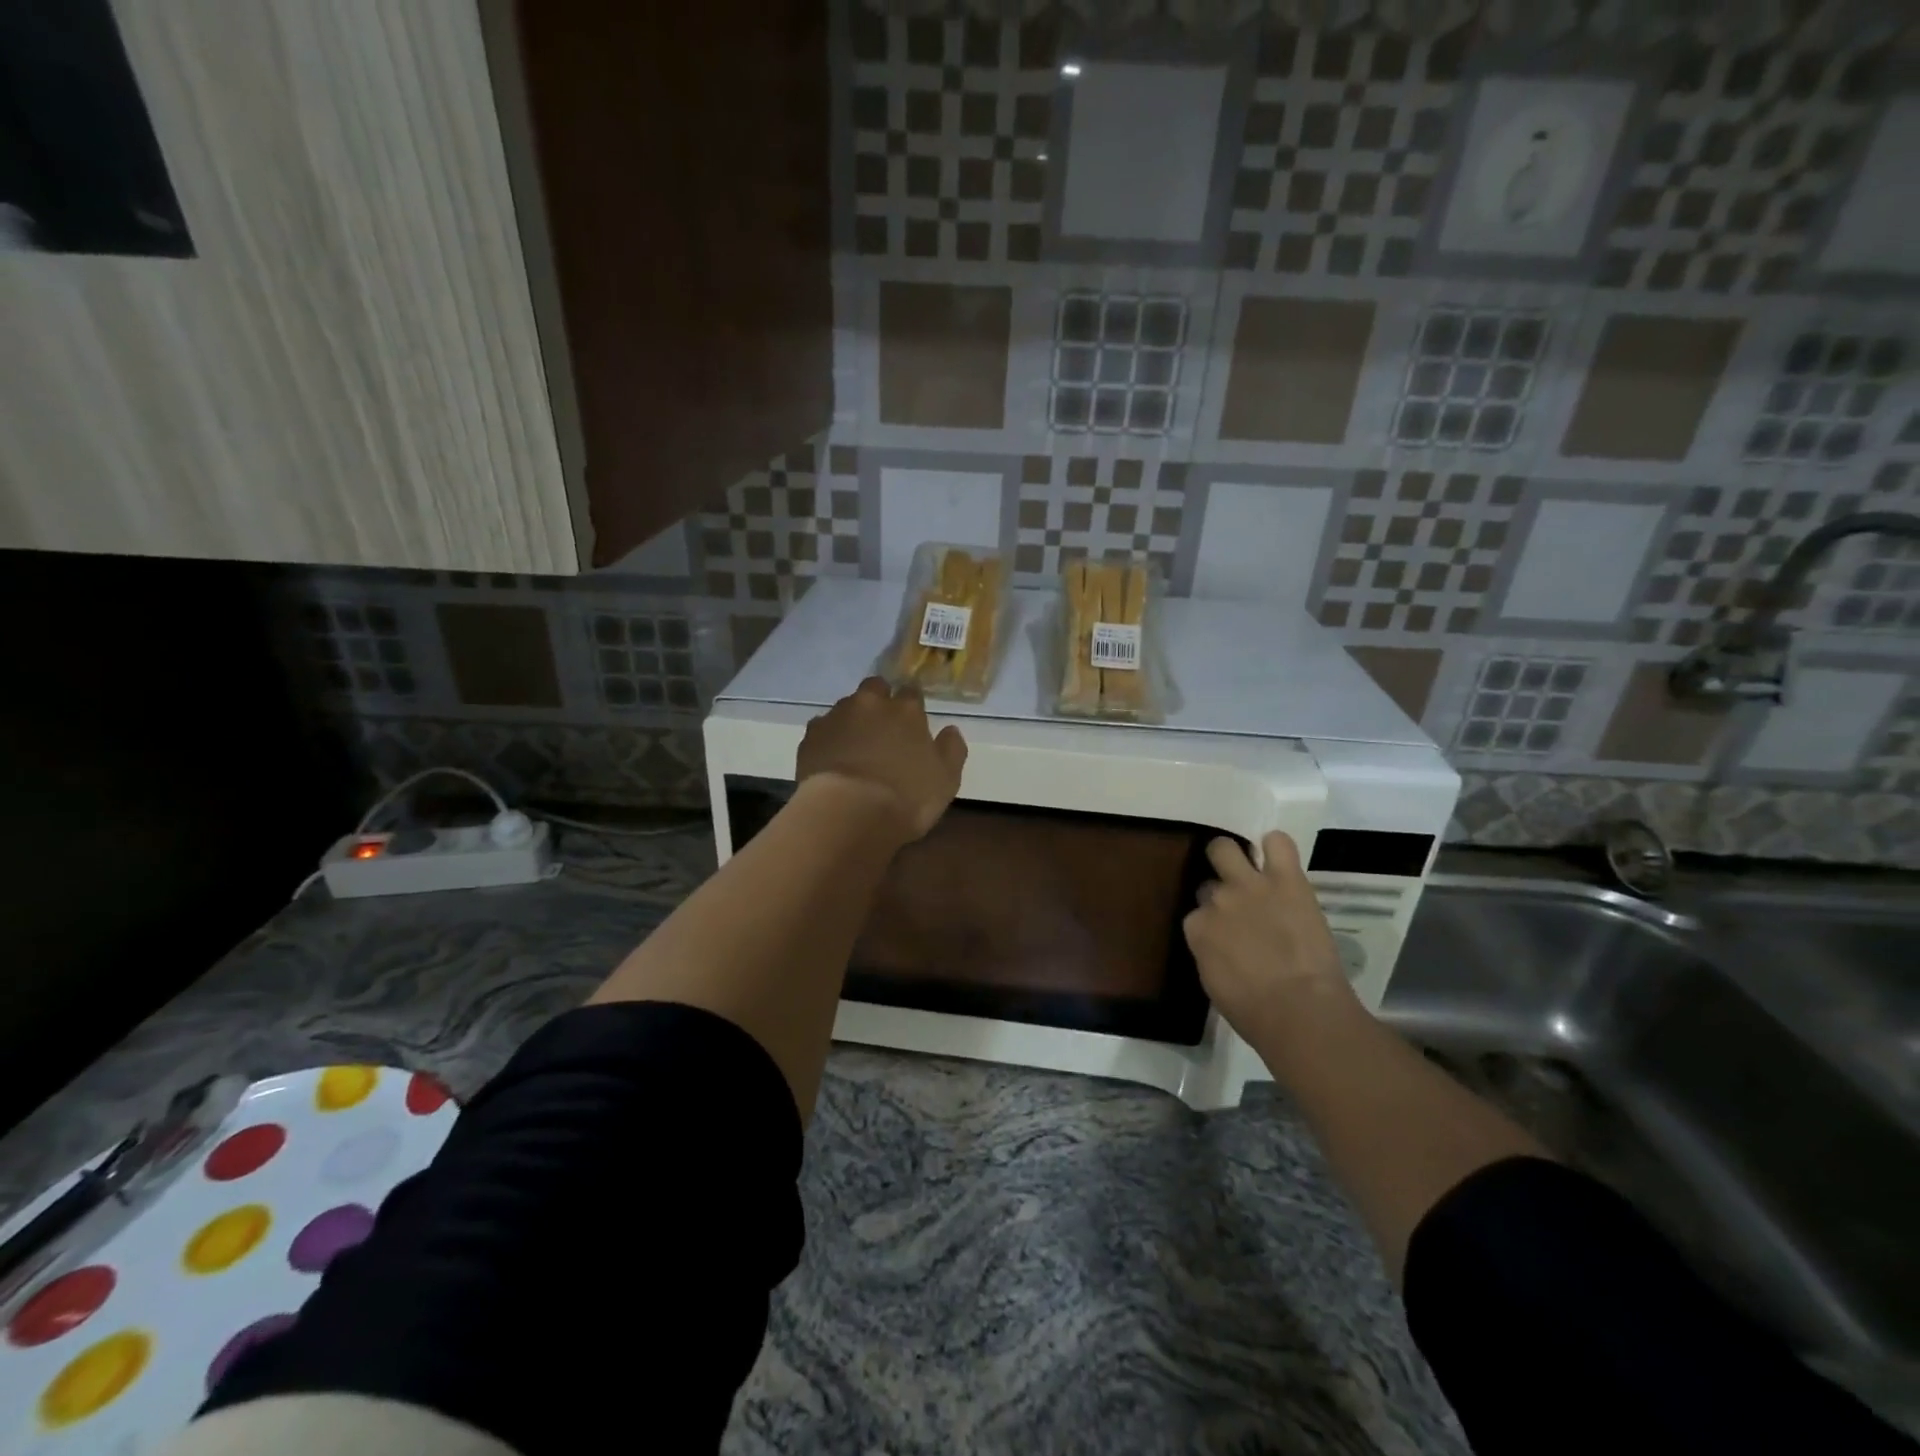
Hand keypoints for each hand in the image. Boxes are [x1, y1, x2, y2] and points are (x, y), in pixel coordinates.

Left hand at [796, 678, 967, 842]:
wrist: (848, 813)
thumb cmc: (907, 797)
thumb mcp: (946, 780)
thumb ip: (951, 750)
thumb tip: (950, 730)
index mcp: (906, 710)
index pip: (912, 693)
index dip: (912, 706)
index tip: (913, 723)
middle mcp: (870, 704)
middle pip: (875, 687)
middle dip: (879, 700)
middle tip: (882, 727)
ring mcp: (836, 717)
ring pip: (846, 706)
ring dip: (852, 719)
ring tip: (854, 747)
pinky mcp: (810, 736)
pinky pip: (821, 729)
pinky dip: (828, 738)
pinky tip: (832, 759)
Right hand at [1184, 832, 1351, 1046]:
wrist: (1300, 1011)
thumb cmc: (1255, 1013)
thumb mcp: (1215, 984)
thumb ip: (1210, 953)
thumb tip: (1218, 944)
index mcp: (1196, 928)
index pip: (1197, 914)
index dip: (1213, 923)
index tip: (1227, 936)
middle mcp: (1216, 900)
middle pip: (1208, 880)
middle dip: (1218, 886)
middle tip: (1237, 902)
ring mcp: (1249, 885)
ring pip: (1226, 848)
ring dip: (1235, 857)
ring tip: (1251, 869)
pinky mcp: (1286, 879)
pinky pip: (1278, 843)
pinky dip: (1276, 846)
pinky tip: (1279, 859)